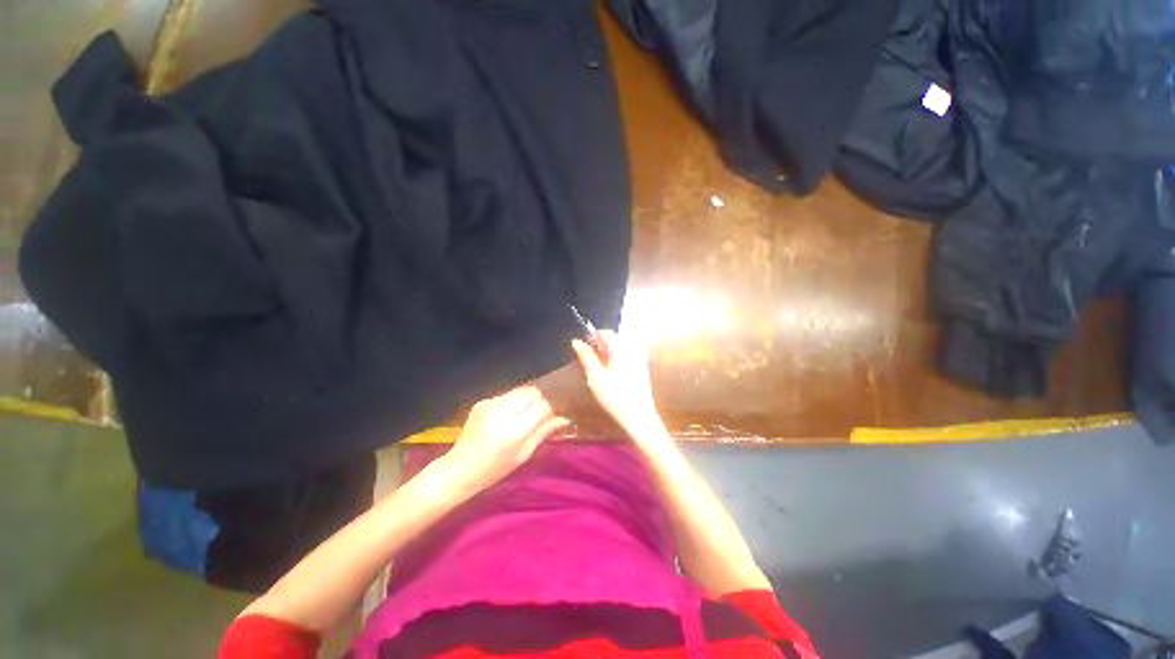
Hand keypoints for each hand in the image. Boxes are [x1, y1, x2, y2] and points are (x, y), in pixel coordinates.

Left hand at [441, 386, 568, 490]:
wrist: (459, 469)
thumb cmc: (494, 469)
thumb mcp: (523, 455)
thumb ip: (543, 432)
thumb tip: (564, 419)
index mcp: (513, 430)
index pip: (542, 406)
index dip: (548, 411)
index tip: (547, 420)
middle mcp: (502, 411)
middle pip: (532, 392)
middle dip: (538, 402)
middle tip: (535, 418)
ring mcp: (490, 404)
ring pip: (520, 391)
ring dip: (525, 401)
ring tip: (519, 418)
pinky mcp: (482, 401)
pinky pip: (506, 395)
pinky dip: (512, 403)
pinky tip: (504, 419)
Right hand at [570, 330, 666, 443]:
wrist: (639, 416)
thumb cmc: (615, 396)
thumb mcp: (595, 376)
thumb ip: (586, 356)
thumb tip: (576, 341)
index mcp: (622, 347)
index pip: (605, 332)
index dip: (592, 337)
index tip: (582, 347)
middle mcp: (633, 348)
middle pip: (614, 339)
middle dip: (600, 345)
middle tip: (588, 359)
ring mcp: (640, 358)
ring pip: (620, 348)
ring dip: (607, 353)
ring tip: (597, 367)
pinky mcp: (642, 368)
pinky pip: (627, 356)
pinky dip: (616, 359)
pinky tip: (610, 373)